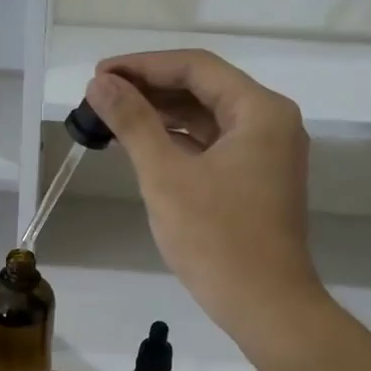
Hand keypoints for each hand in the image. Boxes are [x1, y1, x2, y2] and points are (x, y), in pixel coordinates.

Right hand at [85, 51, 326, 359]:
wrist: (265, 305)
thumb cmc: (216, 238)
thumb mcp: (165, 176)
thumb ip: (133, 123)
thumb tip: (100, 83)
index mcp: (260, 110)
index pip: (196, 67)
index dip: (143, 66)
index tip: (99, 74)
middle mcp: (271, 122)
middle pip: (204, 89)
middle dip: (150, 89)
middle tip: (100, 96)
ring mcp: (267, 153)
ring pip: (207, 118)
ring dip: (162, 115)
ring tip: (113, 118)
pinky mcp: (258, 179)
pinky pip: (213, 145)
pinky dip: (178, 141)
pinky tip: (143, 146)